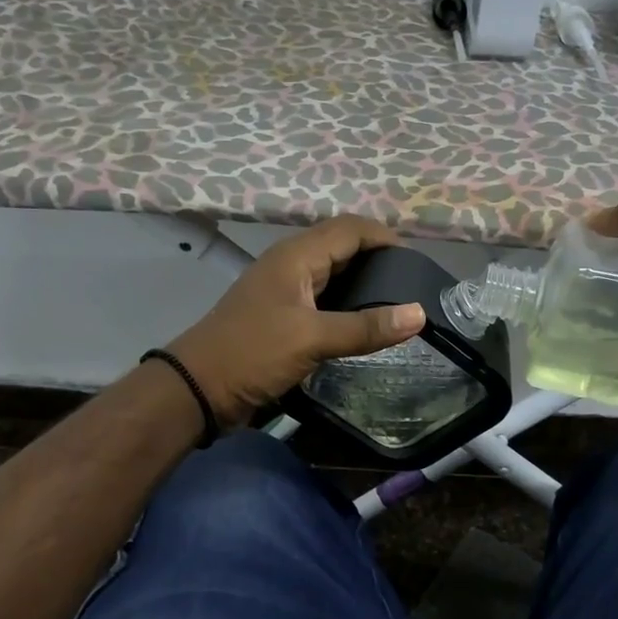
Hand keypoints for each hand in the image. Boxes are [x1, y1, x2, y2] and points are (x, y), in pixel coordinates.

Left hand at [167, 217, 425, 428]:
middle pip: (343, 247)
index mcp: (296, 256)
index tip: (418, 262)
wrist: (198, 390)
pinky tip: (366, 324)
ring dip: (364, 283)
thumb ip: (366, 327)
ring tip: (399, 304)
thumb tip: (420, 313)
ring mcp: (285, 291)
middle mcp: (291, 265)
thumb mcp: (311, 339)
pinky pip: (324, 299)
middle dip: (379, 259)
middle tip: (414, 285)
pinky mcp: (282, 316)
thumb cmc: (252, 354)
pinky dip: (348, 305)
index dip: (385, 238)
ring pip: (334, 274)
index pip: (351, 228)